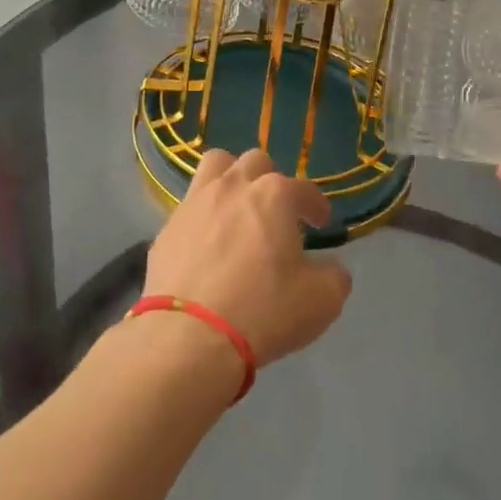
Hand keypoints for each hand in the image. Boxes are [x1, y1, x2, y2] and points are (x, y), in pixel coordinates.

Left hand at [146, 149, 352, 365]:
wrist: (189, 337)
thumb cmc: (263, 311)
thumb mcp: (321, 300)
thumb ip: (334, 276)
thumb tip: (330, 268)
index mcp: (274, 195)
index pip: (303, 188)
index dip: (316, 204)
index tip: (321, 221)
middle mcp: (232, 187)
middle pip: (255, 162)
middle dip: (271, 180)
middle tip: (278, 211)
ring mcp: (194, 203)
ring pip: (215, 166)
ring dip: (231, 178)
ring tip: (238, 206)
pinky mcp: (167, 228)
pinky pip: (190, 206)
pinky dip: (204, 215)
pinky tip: (208, 243)